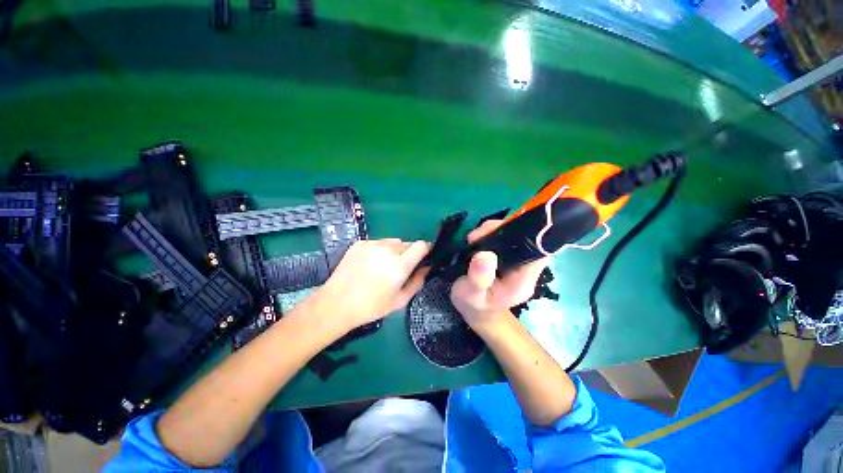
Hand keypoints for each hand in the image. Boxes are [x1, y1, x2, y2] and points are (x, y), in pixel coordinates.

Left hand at [313, 239, 429, 333]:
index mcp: (400, 265)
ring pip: (392, 242)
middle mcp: (387, 249)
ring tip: (383, 265)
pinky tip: (369, 263)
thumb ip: (417, 282)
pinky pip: (377, 242)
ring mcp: (372, 245)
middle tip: (400, 268)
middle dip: (408, 253)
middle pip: (407, 243)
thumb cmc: (371, 307)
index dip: (425, 250)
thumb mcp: (400, 300)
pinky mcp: (359, 243)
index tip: (423, 258)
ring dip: (394, 250)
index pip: (421, 245)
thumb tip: (427, 268)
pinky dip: (379, 250)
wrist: (336, 304)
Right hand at [451, 220, 547, 329]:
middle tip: (476, 236)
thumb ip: (479, 278)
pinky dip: (490, 233)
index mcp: (522, 281)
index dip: (523, 236)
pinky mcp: (506, 255)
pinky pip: (503, 237)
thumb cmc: (474, 305)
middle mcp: (524, 268)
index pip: (537, 253)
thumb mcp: (471, 295)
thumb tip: (485, 254)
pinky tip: (476, 239)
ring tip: (473, 239)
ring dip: (493, 230)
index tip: (495, 233)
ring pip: (513, 234)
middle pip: (525, 239)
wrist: (475, 309)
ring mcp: (516, 260)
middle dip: (501, 230)